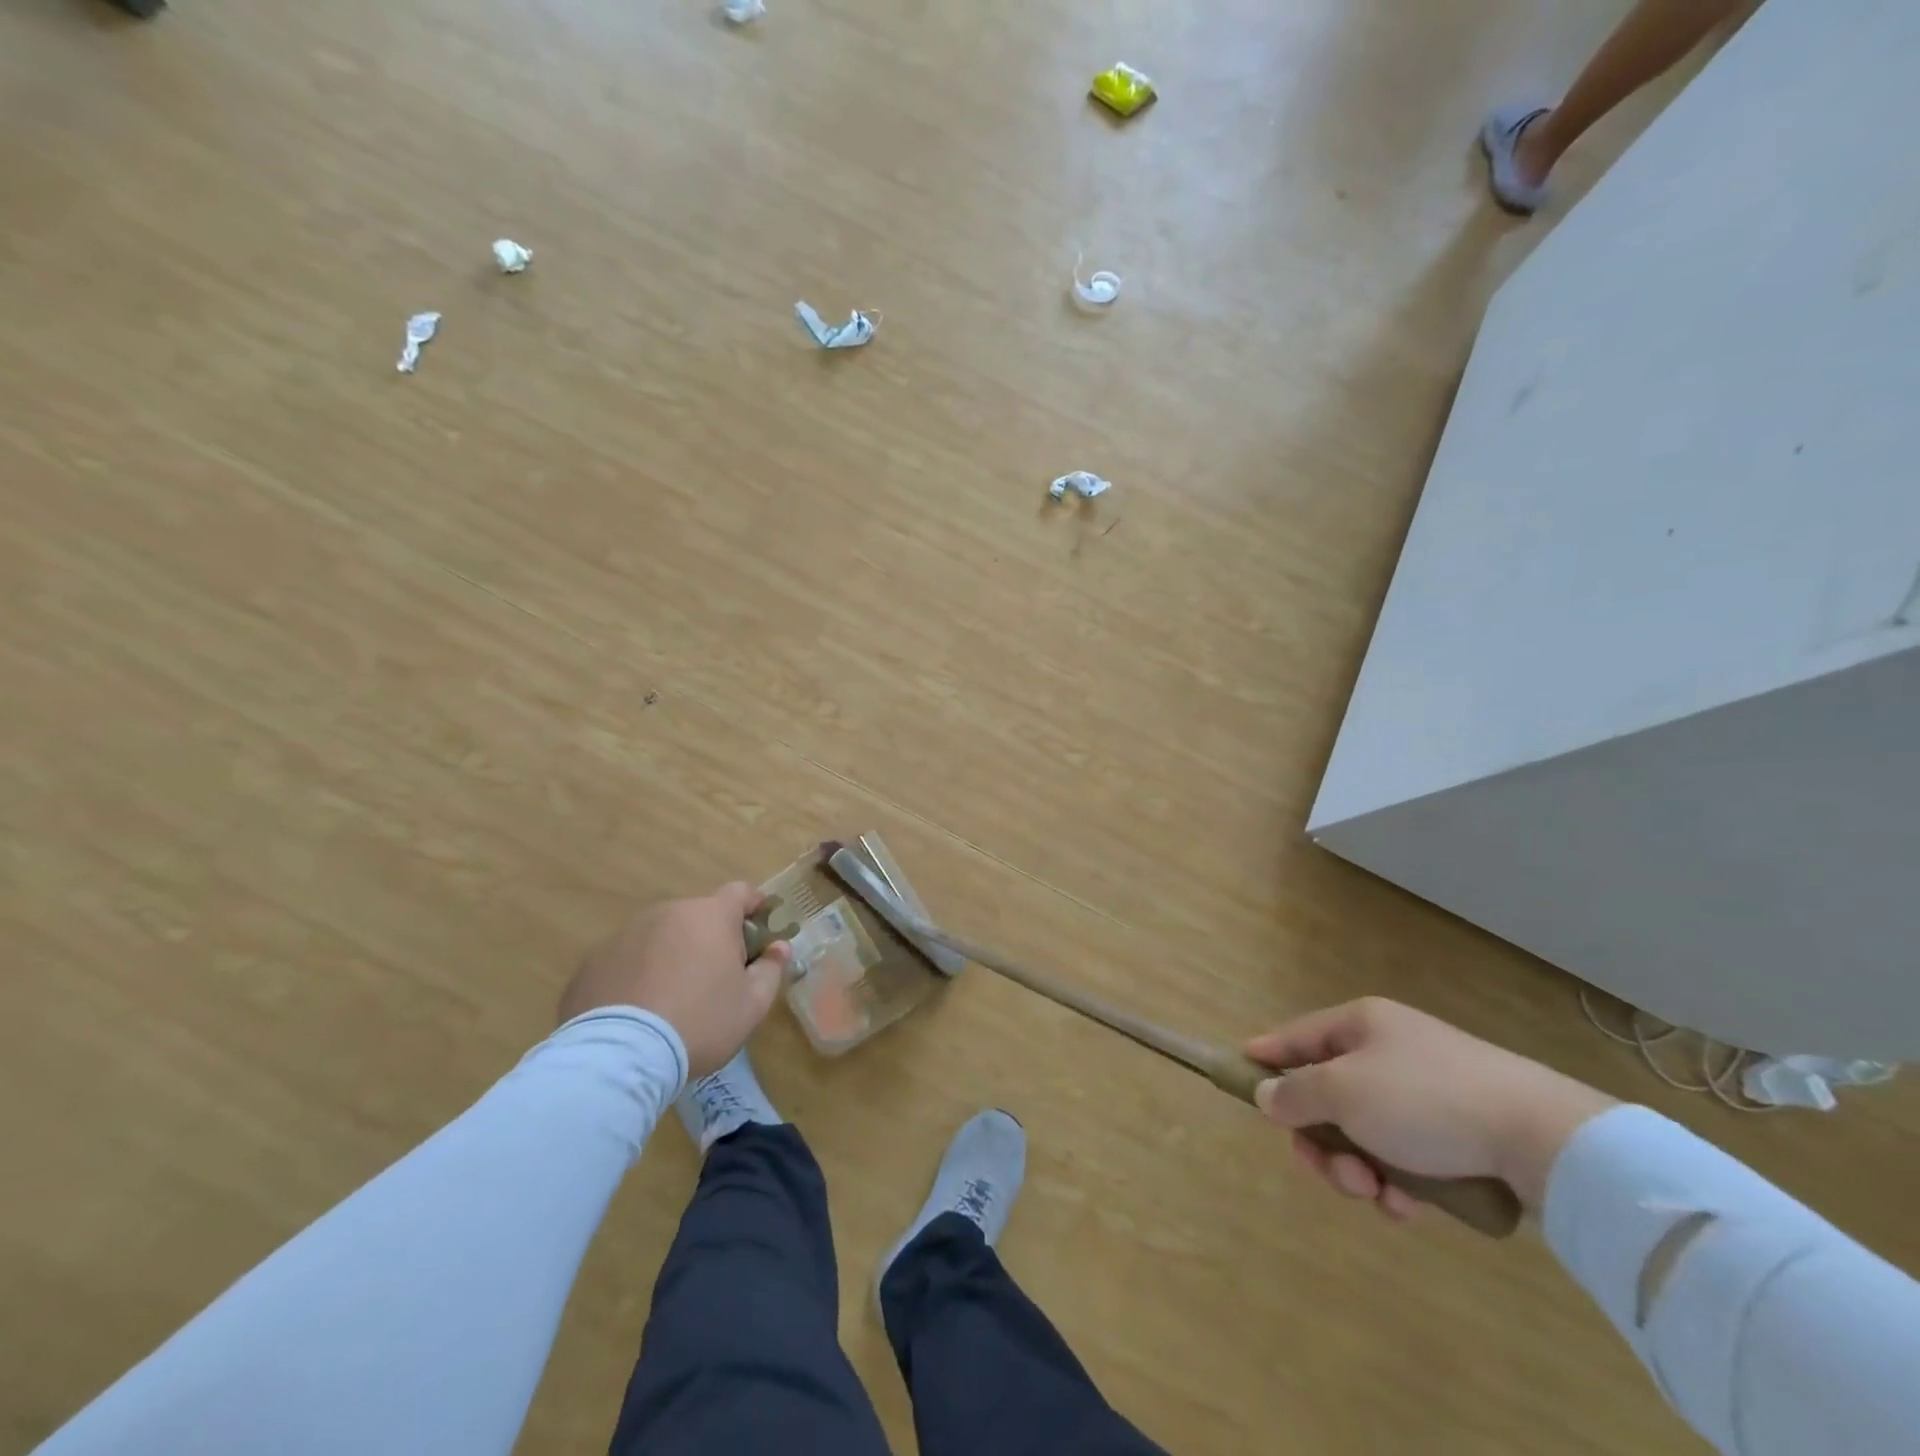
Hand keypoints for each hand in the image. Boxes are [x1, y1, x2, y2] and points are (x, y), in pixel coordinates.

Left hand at [559, 883, 791, 1078]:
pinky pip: (627, 960)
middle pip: (699, 916)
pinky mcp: (593, 961)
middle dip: (710, 939)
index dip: (753, 907)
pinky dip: (638, 975)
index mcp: (710, 915)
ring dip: (672, 955)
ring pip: (661, 936)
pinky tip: (638, 1012)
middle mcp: (668, 912)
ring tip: (671, 1000)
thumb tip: (779, 947)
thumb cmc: (700, 1023)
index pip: (740, 892)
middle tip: (715, 980)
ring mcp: (626, 934)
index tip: (757, 933)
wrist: (619, 1057)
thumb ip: (771, 969)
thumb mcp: (752, 1004)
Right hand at [1246, 997, 1615, 1220]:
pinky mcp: (1457, 1133)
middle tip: (1334, 1173)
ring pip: (1364, 1134)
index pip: (1298, 1036)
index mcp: (1361, 1025)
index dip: (1268, 1055)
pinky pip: (1405, 1157)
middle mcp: (1389, 1052)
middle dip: (1323, 1142)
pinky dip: (1398, 1183)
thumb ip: (1295, 1093)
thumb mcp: (1344, 1092)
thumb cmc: (1424, 1100)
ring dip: (1359, 1169)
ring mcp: (1425, 1093)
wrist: (1540, 1138)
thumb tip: (1266, 1094)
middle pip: (1328, 1096)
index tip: (1240, 1073)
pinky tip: (1410, 1207)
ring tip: (1378, 1194)